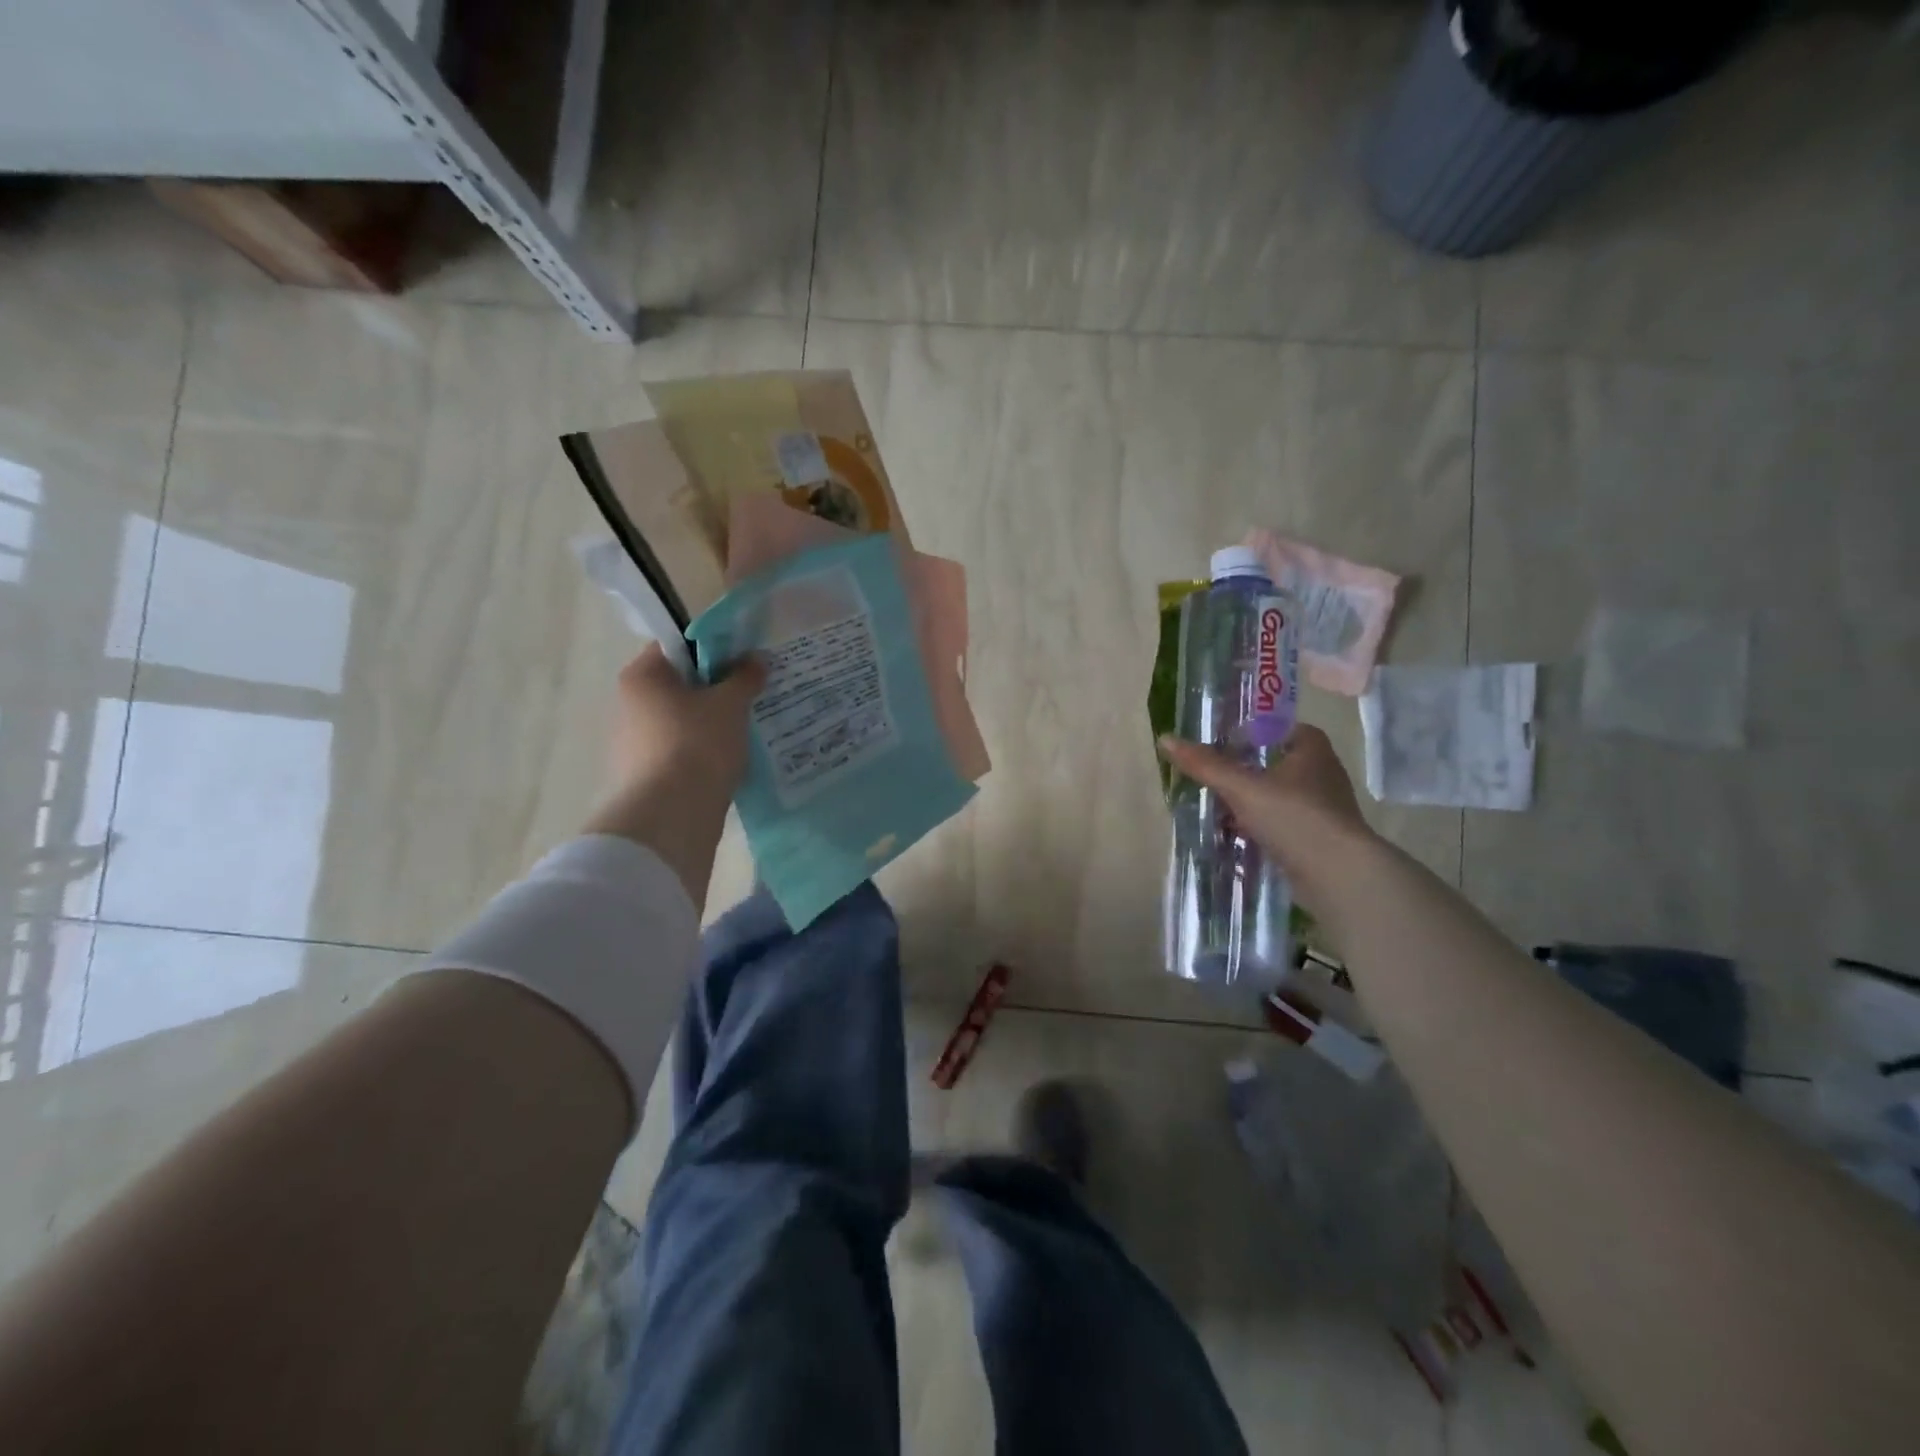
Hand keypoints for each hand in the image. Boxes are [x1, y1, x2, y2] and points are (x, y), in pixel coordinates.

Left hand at [584, 645, 765, 900]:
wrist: (672, 816)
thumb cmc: (698, 744)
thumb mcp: (731, 704)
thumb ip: (745, 677)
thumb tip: (756, 658)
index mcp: (643, 676)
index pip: (677, 646)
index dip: (713, 648)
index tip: (744, 661)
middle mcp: (630, 704)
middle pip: (680, 684)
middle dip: (716, 688)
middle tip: (752, 694)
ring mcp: (634, 742)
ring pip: (683, 720)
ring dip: (712, 722)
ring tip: (747, 729)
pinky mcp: (646, 775)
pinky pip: (682, 751)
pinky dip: (704, 751)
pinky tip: (731, 759)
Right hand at [1157, 724, 1377, 909]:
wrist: (1337, 875)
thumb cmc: (1293, 817)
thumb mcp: (1242, 787)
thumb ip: (1205, 765)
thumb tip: (1165, 739)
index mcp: (1313, 751)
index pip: (1284, 729)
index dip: (1257, 733)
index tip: (1228, 743)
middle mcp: (1323, 775)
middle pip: (1279, 764)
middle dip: (1248, 770)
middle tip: (1215, 775)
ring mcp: (1324, 810)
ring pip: (1280, 797)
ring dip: (1253, 802)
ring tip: (1219, 807)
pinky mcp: (1320, 840)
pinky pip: (1284, 825)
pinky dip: (1262, 827)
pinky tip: (1238, 836)